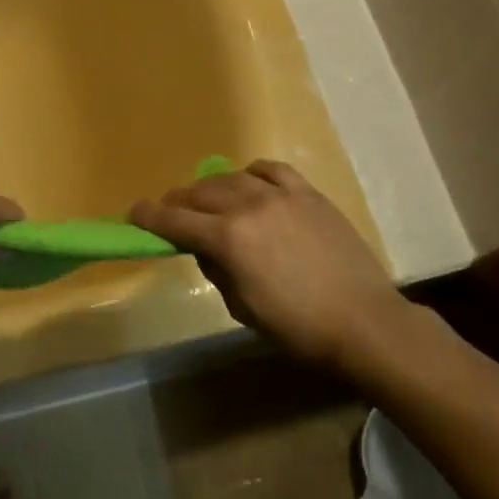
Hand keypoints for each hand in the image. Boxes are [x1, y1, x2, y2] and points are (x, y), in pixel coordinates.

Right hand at [130, 160, 409, 373]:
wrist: (365, 322)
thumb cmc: (299, 329)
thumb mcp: (243, 308)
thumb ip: (216, 269)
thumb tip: (204, 246)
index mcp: (228, 238)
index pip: (175, 220)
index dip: (149, 216)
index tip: (134, 213)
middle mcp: (249, 206)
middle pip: (200, 194)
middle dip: (179, 203)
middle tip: (171, 213)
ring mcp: (281, 195)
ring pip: (232, 178)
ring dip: (212, 189)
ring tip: (209, 200)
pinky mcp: (308, 193)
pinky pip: (271, 170)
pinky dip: (252, 174)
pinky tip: (250, 183)